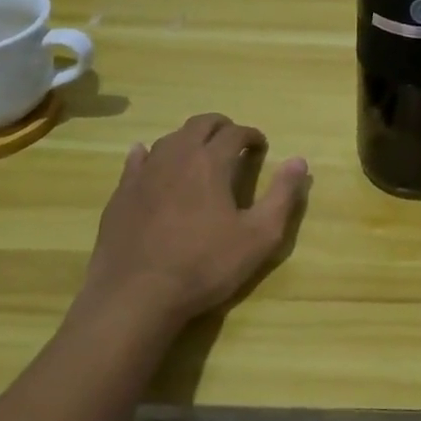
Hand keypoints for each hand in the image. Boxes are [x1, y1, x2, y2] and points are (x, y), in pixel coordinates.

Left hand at [82, 113, 309, 328]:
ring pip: (170, 139)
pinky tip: (150, 161)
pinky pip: (137, 160)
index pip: (236, 133)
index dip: (252, 135)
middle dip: (221, 127)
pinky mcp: (121, 193)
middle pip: (200, 124)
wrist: (135, 296)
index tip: (260, 146)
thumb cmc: (204, 266)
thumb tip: (299, 160)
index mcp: (211, 162)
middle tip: (233, 141)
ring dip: (189, 139)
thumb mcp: (259, 236)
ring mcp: (144, 173)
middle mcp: (177, 156)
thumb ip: (282, 195)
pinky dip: (150, 154)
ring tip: (199, 155)